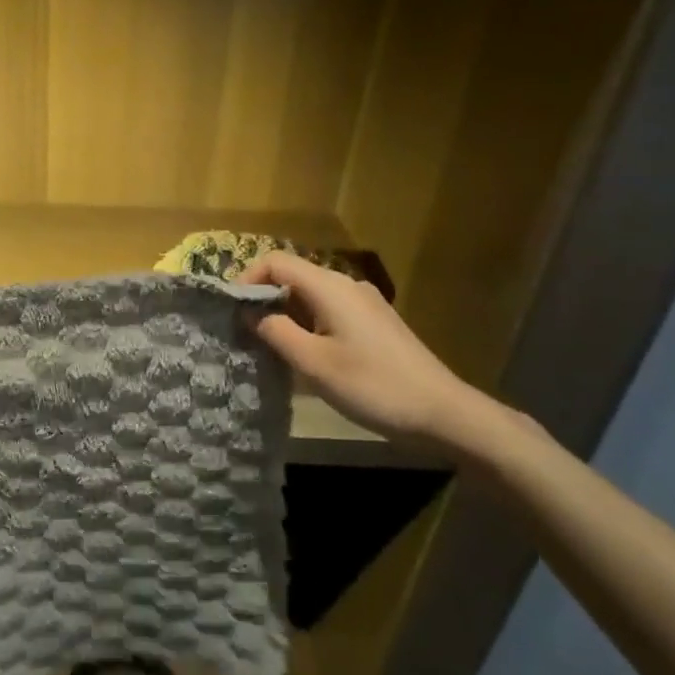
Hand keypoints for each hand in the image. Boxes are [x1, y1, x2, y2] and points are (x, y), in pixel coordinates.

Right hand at [237, 252, 495, 453]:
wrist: (442, 412)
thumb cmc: (372, 385)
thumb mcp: (313, 363)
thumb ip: (275, 331)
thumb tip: (249, 311)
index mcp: (330, 287)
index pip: (275, 261)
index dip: (247, 279)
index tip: (231, 311)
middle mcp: (346, 285)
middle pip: (292, 276)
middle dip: (264, 299)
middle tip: (245, 333)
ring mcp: (363, 303)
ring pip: (309, 296)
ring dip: (285, 315)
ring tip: (269, 349)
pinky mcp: (373, 323)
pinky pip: (328, 311)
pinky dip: (306, 324)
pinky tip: (304, 356)